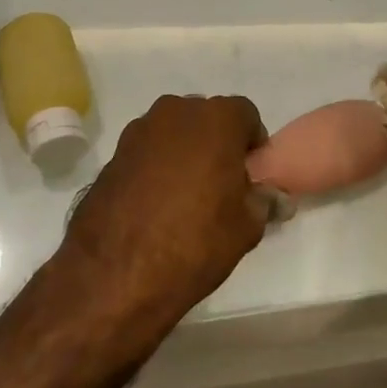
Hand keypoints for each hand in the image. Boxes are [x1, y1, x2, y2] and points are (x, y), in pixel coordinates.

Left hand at [59, 95, 270, 325]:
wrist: (114, 275)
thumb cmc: (195, 242)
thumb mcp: (246, 227)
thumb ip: (263, 201)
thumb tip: (274, 197)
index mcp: (216, 119)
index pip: (246, 115)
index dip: (252, 144)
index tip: (250, 176)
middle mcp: (176, 112)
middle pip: (207, 119)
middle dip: (218, 144)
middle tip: (221, 185)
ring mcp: (139, 131)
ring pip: (174, 133)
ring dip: (185, 153)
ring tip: (186, 197)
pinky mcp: (112, 155)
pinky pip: (147, 152)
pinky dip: (156, 167)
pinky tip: (156, 204)